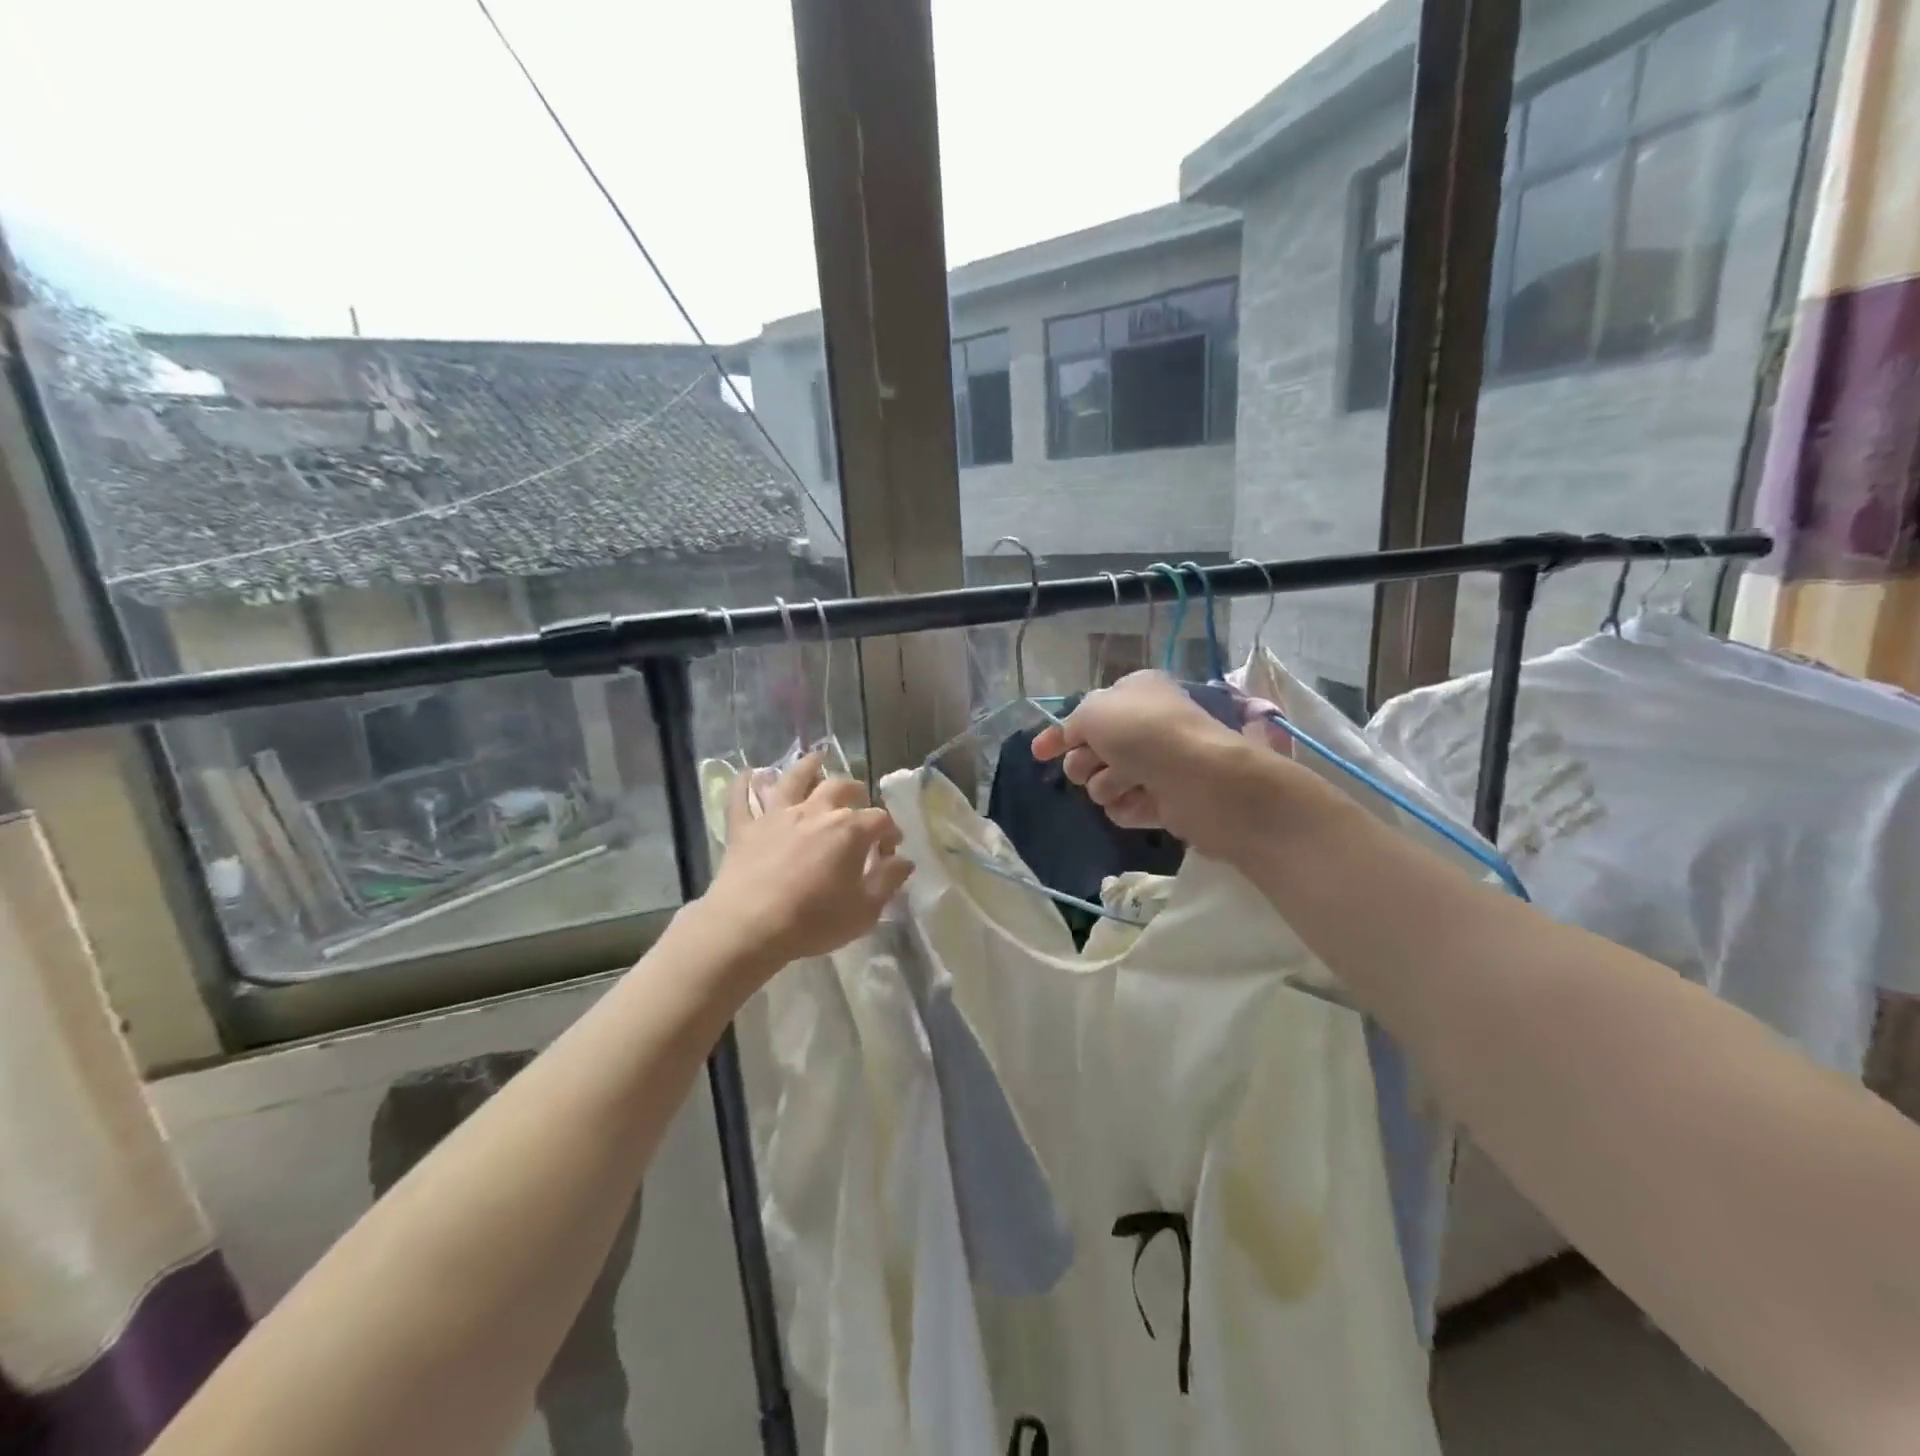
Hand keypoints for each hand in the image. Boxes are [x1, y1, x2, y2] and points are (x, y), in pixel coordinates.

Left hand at [700, 752, 912, 967]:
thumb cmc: (813, 922)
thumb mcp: (864, 911)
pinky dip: (745, 783)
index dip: (890, 832)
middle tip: (859, 803)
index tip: (890, 851)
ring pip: (794, 778)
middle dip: (856, 792)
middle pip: (841, 787)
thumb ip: (888, 881)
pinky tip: (750, 773)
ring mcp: (777, 815)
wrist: (749, 927)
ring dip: (808, 766)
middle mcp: (816, 811)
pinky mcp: (744, 828)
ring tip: (816, 759)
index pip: (880, 819)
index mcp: (850, 830)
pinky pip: (741, 797)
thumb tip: (904, 861)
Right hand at [1031, 671, 1319, 860]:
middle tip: (1092, 764)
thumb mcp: (1093, 711)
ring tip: (1127, 783)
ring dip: (1107, 784)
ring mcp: (1158, 764)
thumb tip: (1073, 737)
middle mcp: (1147, 725)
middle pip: (1093, 750)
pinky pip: (1126, 808)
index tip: (1038, 753)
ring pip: (1105, 782)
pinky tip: (1141, 803)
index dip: (1060, 733)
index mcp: (1135, 692)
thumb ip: (1073, 722)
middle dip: (1084, 761)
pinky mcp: (1166, 801)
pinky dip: (1128, 807)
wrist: (1201, 778)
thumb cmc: (1144, 733)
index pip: (1088, 712)